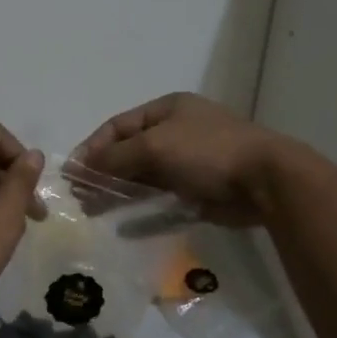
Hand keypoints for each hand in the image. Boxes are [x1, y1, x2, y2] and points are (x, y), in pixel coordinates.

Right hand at [74, 93, 287, 226]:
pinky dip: (143, 213)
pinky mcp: (198, 193)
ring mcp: (189, 164)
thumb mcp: (154, 146)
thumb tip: (79, 167)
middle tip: (79, 198)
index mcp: (167, 110)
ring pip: (144, 179)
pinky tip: (124, 227)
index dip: (92, 148)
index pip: (117, 126)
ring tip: (94, 212)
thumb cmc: (207, 152)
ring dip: (118, 194)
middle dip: (103, 174)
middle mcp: (176, 133)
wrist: (265, 181)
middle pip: (129, 153)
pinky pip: (162, 202)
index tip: (71, 174)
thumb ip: (115, 157)